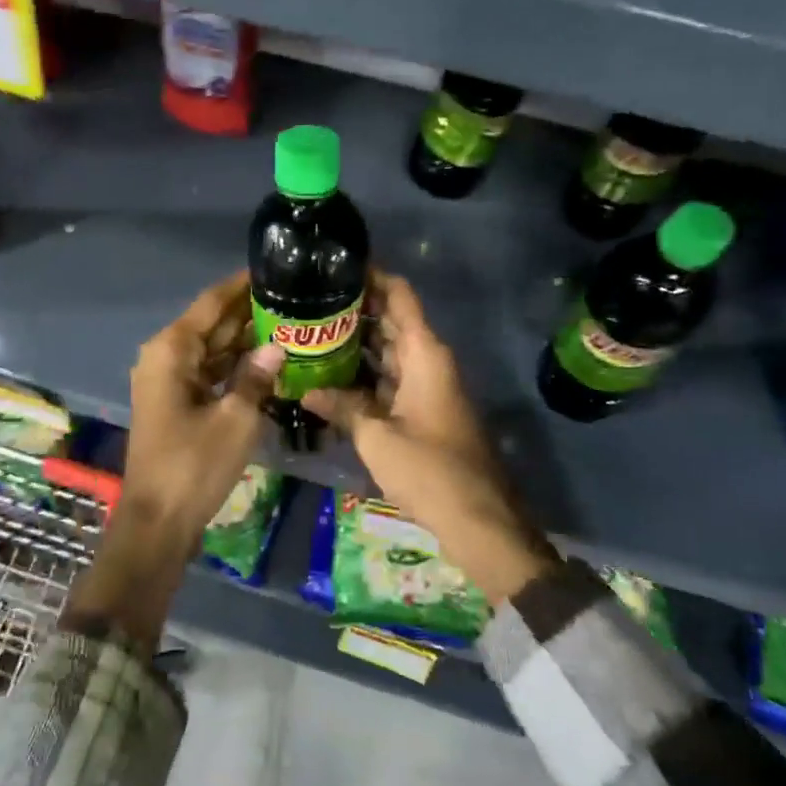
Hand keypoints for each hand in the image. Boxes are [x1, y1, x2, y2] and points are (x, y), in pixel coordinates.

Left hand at [120, 271, 282, 537]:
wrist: (158, 521)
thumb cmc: (194, 465)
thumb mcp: (235, 419)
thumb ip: (256, 376)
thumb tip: (277, 346)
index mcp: (172, 350)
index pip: (212, 303)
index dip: (242, 285)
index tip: (275, 269)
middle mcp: (165, 357)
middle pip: (212, 324)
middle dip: (249, 313)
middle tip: (293, 299)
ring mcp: (169, 381)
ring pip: (212, 349)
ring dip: (245, 340)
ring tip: (289, 324)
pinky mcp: (176, 403)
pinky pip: (209, 373)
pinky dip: (235, 367)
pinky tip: (268, 362)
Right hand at [302, 272, 559, 604]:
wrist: (479, 520)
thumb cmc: (430, 470)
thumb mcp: (377, 437)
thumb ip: (342, 408)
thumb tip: (306, 390)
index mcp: (424, 354)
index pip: (399, 295)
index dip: (371, 276)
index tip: (334, 265)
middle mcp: (428, 361)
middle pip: (390, 321)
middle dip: (354, 309)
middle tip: (307, 302)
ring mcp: (426, 386)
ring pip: (388, 351)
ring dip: (356, 344)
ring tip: (310, 333)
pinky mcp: (422, 410)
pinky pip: (390, 378)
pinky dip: (364, 374)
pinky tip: (329, 376)